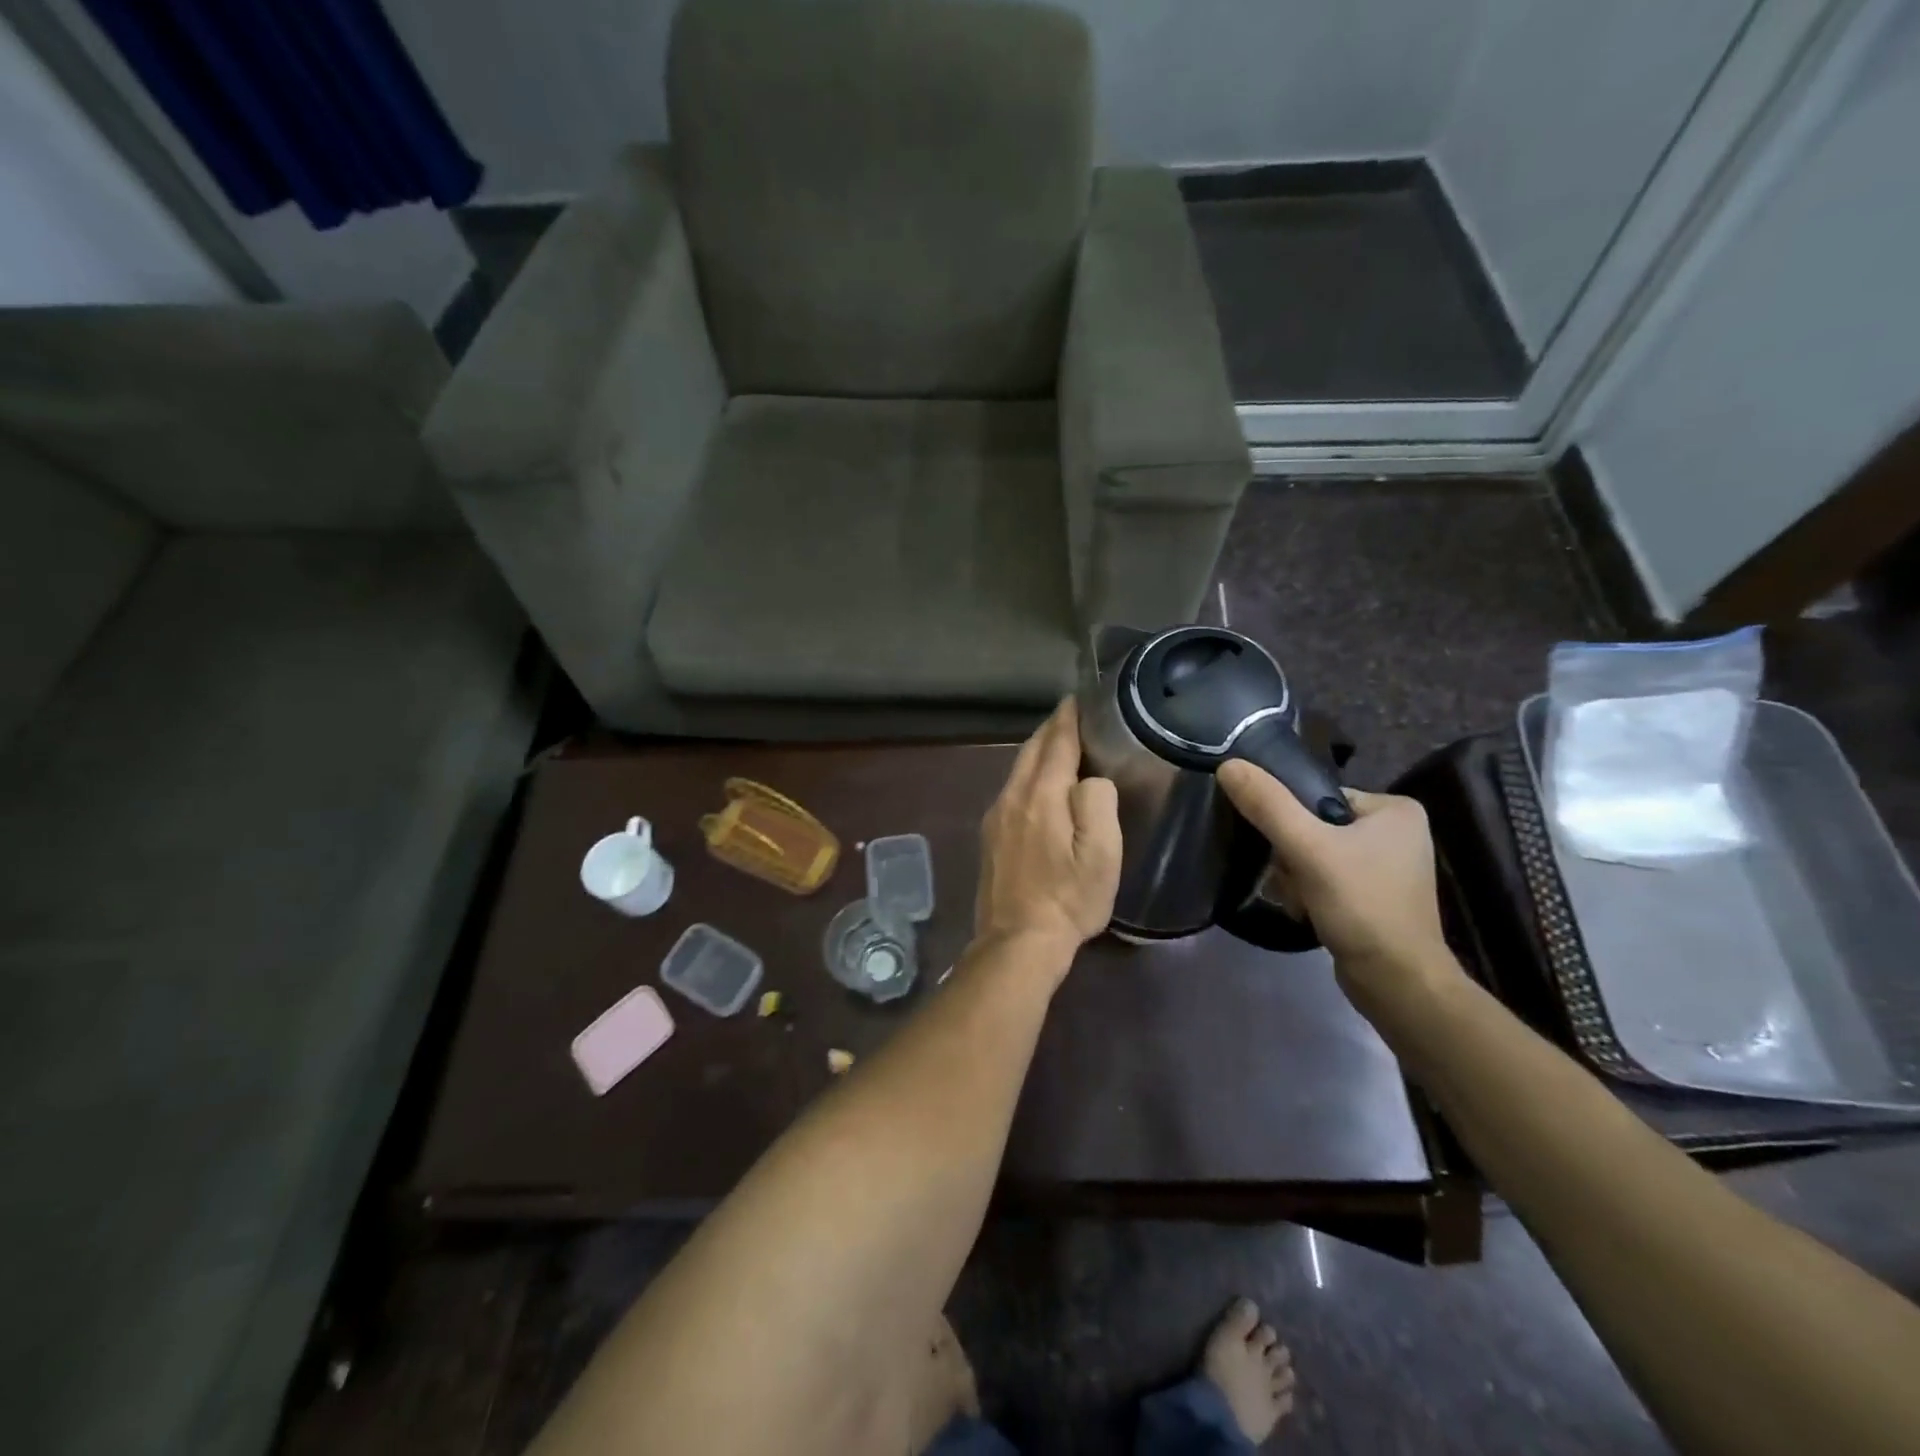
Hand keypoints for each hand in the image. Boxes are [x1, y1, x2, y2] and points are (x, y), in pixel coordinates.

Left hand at [974, 700, 1120, 966]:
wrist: (1017, 942)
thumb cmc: (1068, 898)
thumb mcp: (1101, 854)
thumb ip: (1097, 802)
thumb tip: (1090, 779)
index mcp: (1040, 796)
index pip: (1056, 743)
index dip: (1068, 718)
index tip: (1079, 697)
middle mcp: (1011, 797)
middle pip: (1031, 751)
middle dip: (1051, 729)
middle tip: (1073, 715)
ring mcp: (995, 817)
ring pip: (1018, 770)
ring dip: (1039, 753)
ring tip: (1061, 746)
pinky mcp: (990, 837)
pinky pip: (1012, 791)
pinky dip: (1029, 776)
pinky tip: (1041, 787)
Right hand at [1217, 762, 1458, 1004]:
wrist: (1398, 984)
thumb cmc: (1362, 906)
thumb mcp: (1308, 849)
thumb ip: (1268, 805)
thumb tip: (1227, 765)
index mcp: (1395, 808)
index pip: (1317, 797)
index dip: (1290, 822)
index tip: (1284, 851)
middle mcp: (1396, 831)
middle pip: (1313, 826)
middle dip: (1291, 857)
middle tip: (1293, 882)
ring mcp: (1387, 866)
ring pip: (1315, 855)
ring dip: (1295, 878)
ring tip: (1300, 902)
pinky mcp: (1375, 896)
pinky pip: (1326, 878)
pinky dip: (1310, 893)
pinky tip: (1307, 912)